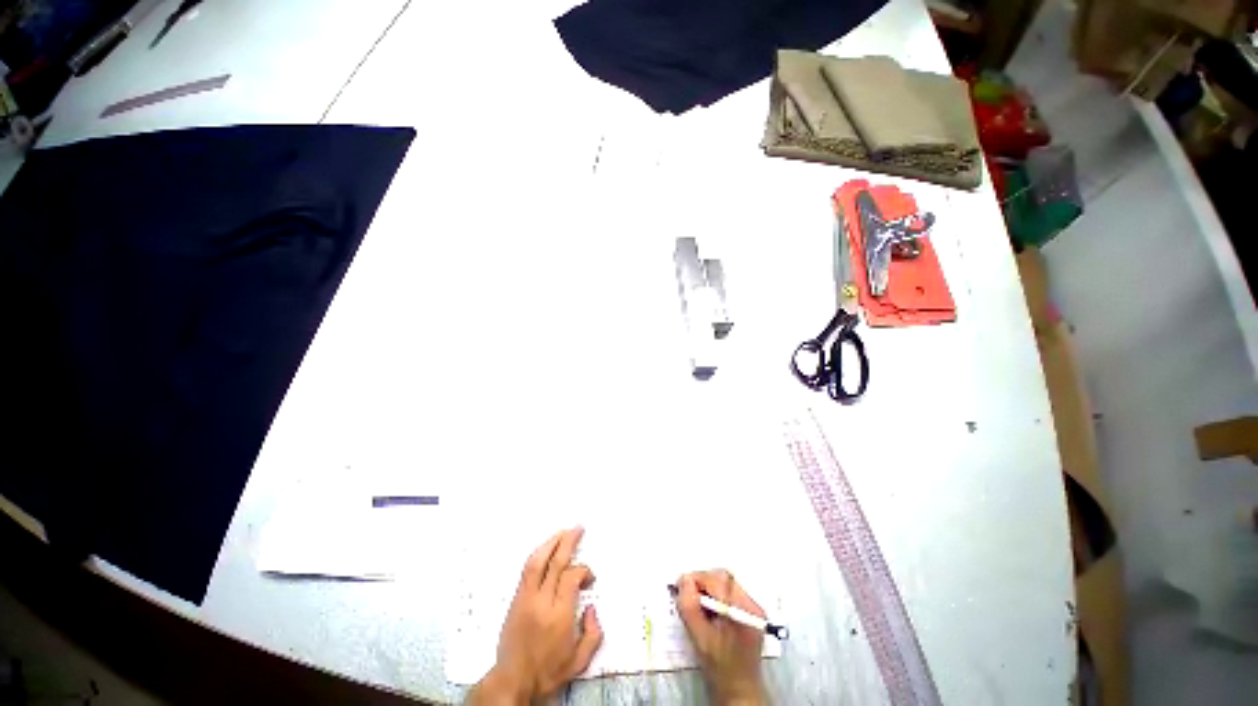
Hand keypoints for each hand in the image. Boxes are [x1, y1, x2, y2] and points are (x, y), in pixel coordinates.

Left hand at [468, 527, 602, 704]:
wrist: (512, 682)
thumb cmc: (548, 673)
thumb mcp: (579, 662)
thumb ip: (593, 635)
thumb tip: (592, 609)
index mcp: (559, 616)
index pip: (571, 577)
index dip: (584, 571)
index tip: (589, 578)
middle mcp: (542, 602)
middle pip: (555, 562)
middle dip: (568, 541)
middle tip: (578, 528)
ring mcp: (526, 598)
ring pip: (537, 561)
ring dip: (551, 543)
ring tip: (562, 532)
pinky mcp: (515, 599)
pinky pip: (527, 570)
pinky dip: (538, 555)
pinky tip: (546, 550)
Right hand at [676, 570, 767, 705]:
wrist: (740, 690)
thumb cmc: (719, 667)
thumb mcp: (700, 638)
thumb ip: (690, 606)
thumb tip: (683, 579)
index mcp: (742, 611)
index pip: (717, 580)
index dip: (697, 578)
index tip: (681, 586)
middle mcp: (752, 605)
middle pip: (723, 578)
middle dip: (702, 581)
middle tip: (687, 594)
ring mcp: (754, 607)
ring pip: (726, 582)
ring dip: (709, 587)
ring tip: (698, 604)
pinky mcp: (751, 611)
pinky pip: (731, 590)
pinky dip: (716, 594)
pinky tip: (709, 610)